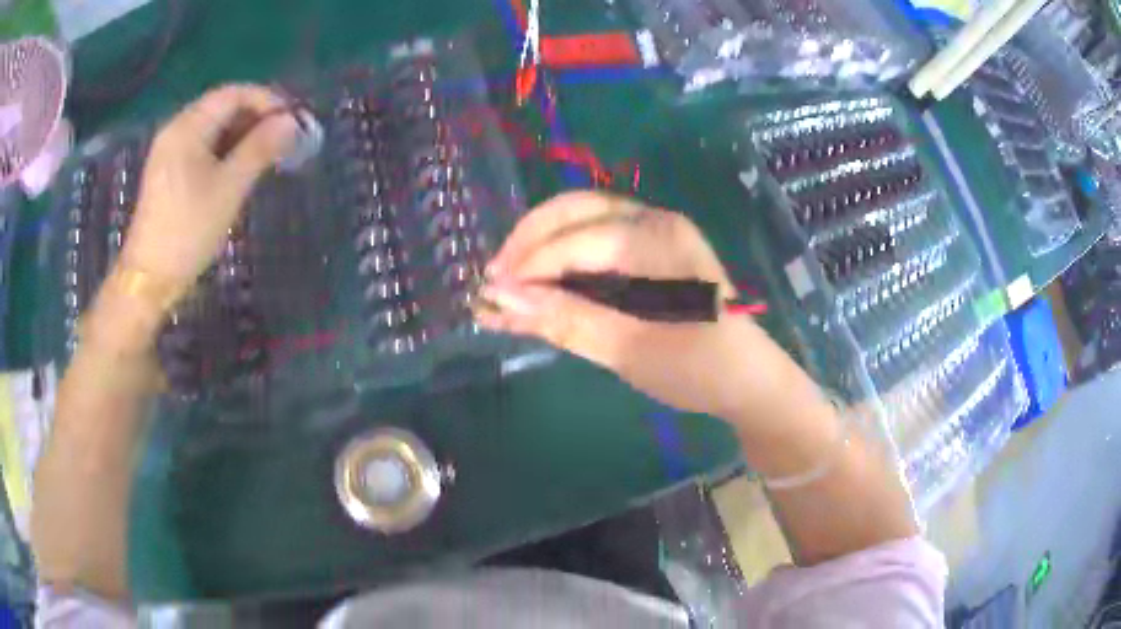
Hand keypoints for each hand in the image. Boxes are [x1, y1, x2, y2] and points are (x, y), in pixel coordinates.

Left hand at [119, 85, 297, 292]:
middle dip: (255, 117)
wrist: (149, 279)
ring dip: (241, 134)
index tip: (292, 119)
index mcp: (188, 127)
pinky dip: (223, 149)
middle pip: (221, 107)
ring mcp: (168, 150)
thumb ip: (260, 148)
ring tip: (265, 154)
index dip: (266, 100)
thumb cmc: (188, 230)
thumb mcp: (230, 188)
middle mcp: (176, 129)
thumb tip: (291, 121)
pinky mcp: (167, 171)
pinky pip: (200, 146)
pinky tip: (237, 167)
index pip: (234, 94)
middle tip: (282, 138)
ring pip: (212, 127)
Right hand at [477, 191, 794, 420]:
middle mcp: (655, 221)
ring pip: (580, 220)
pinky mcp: (646, 252)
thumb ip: (568, 321)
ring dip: (540, 244)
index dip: (531, 265)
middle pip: (576, 210)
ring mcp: (652, 232)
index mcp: (661, 240)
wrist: (746, 381)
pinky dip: (559, 258)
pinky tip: (537, 282)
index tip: (489, 294)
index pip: (581, 240)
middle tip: (492, 279)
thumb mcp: (632, 351)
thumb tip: (501, 301)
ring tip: (506, 280)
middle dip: (529, 240)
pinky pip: (592, 240)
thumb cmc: (700, 368)